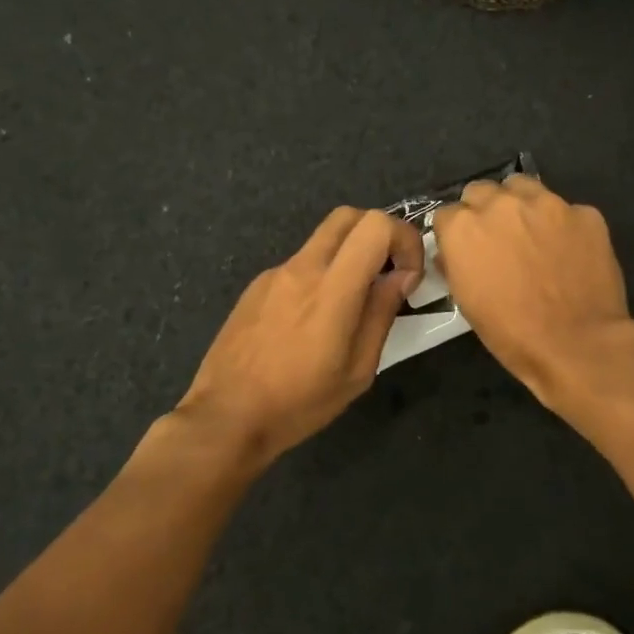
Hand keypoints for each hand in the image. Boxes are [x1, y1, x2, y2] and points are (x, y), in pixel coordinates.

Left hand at [177, 207, 424, 466]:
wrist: (225, 417)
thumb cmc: (299, 402)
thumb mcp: (357, 370)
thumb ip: (381, 314)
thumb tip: (401, 276)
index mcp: (331, 290)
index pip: (376, 226)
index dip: (404, 239)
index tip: (408, 276)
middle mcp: (302, 268)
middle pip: (348, 215)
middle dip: (378, 234)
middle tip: (388, 273)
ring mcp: (275, 273)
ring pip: (323, 239)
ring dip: (349, 255)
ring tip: (351, 304)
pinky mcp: (256, 286)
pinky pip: (300, 264)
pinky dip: (320, 275)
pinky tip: (312, 321)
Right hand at [432, 175, 632, 402]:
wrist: (577, 345)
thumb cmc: (512, 333)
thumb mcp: (467, 302)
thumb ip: (456, 265)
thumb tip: (453, 255)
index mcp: (464, 227)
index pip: (446, 214)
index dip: (455, 233)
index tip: (466, 251)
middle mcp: (501, 204)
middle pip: (481, 191)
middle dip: (484, 210)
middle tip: (498, 240)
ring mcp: (547, 203)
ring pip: (523, 186)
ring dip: (520, 204)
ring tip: (532, 234)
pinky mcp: (585, 213)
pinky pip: (566, 210)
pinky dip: (563, 225)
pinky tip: (570, 252)